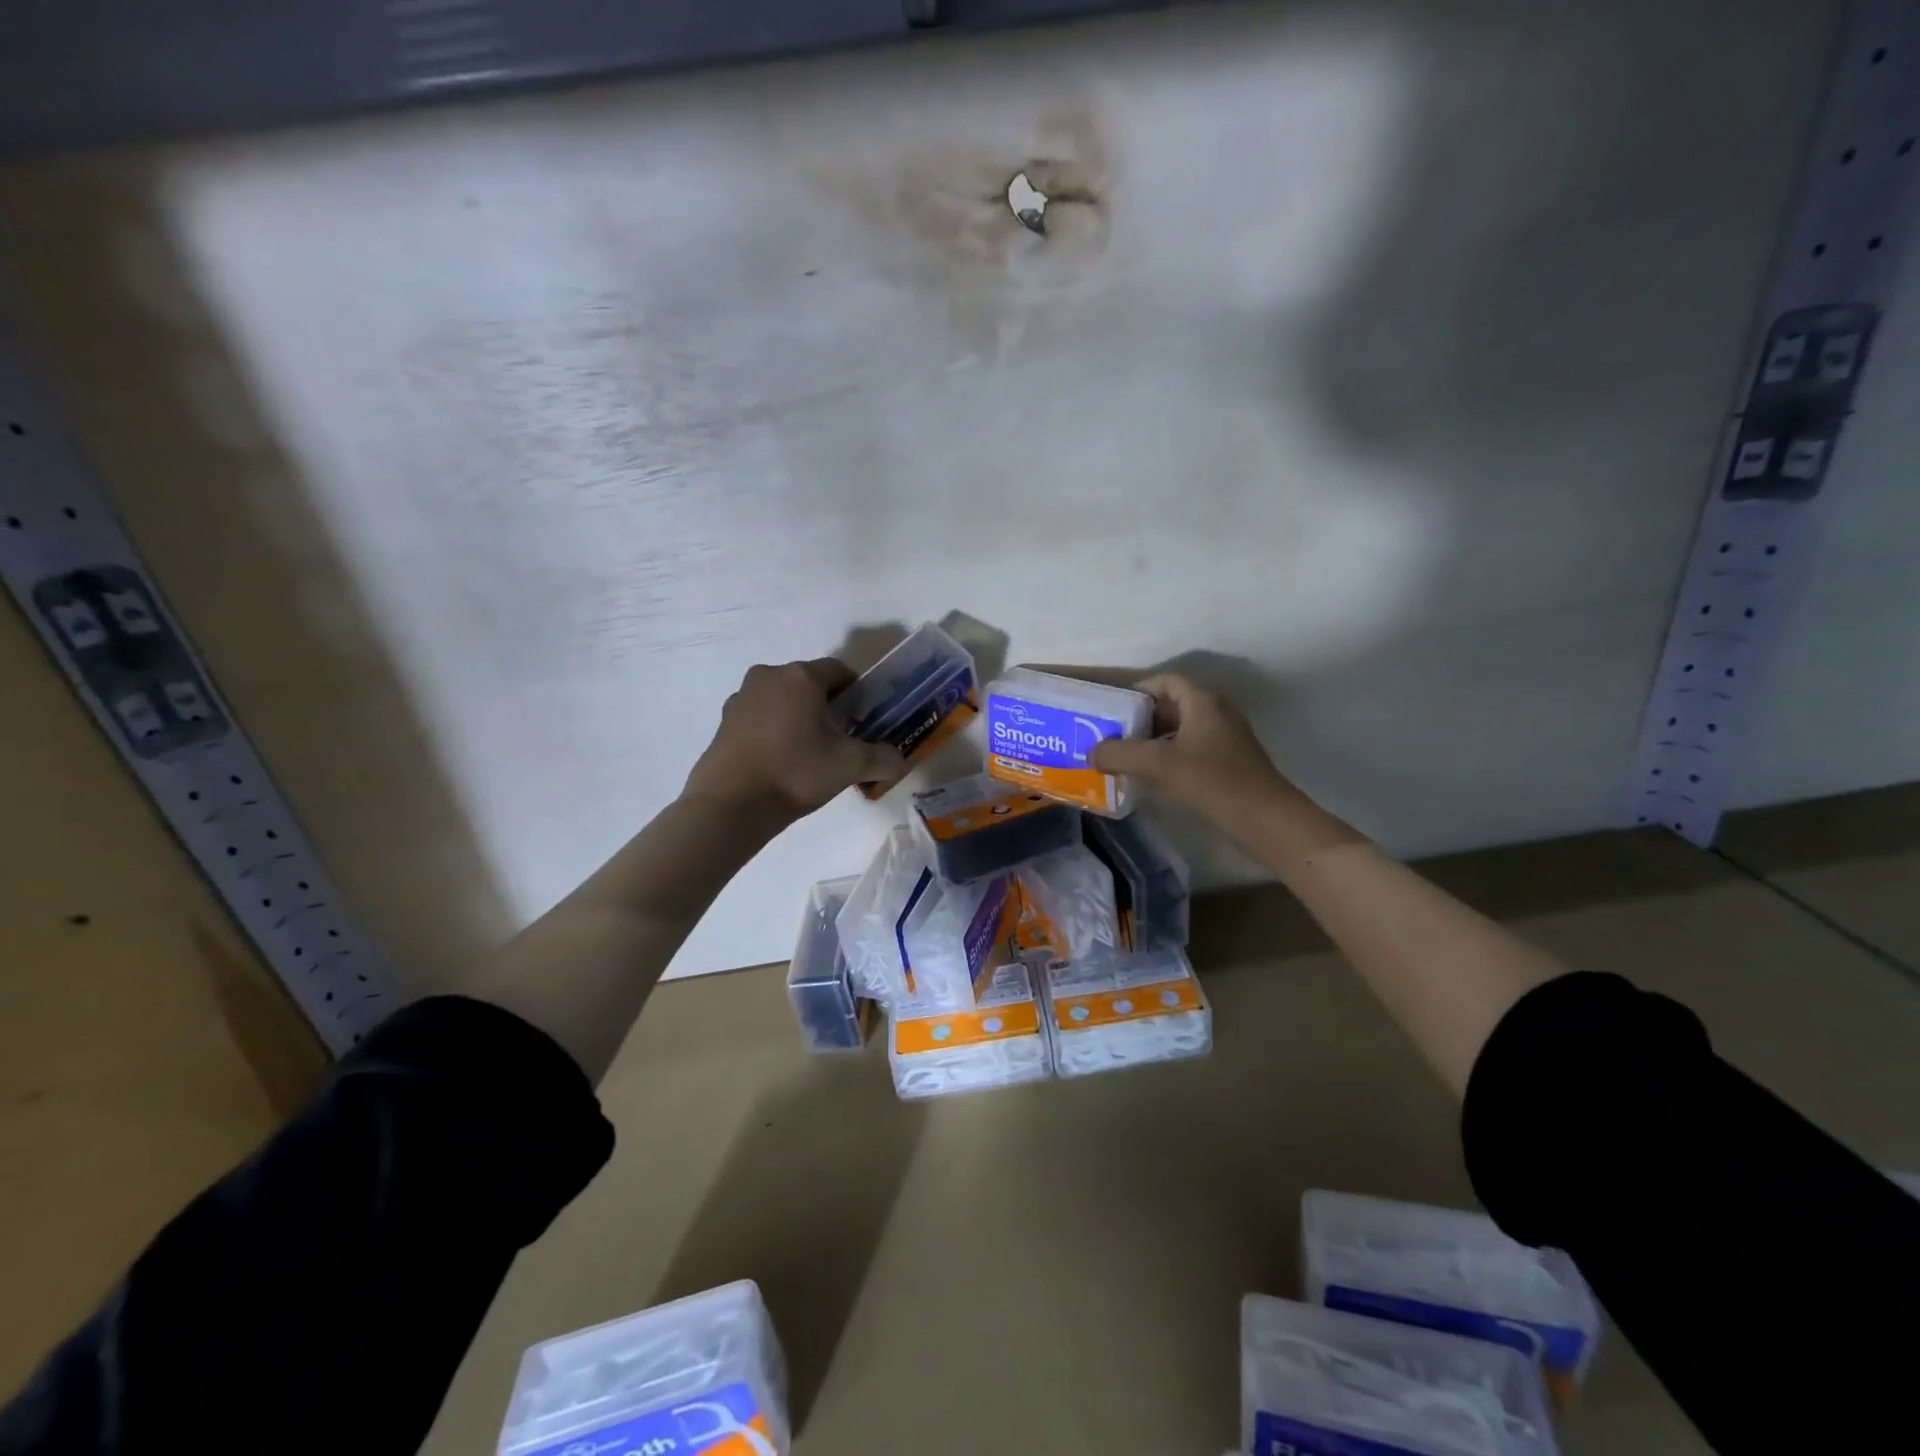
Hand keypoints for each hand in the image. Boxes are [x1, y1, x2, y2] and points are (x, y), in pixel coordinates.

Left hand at [683, 659, 905, 819]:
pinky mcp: (724, 721)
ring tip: (809, 752)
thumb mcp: (851, 766)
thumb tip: (900, 760)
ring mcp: (741, 697)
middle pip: (809, 683)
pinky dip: (774, 729)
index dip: (858, 693)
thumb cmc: (796, 773)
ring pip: (783, 699)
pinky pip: (760, 716)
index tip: (865, 719)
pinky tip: (780, 760)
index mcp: (802, 677)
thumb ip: (884, 758)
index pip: (840, 671)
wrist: (731, 805)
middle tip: (841, 738)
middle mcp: (769, 676)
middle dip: (828, 705)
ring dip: (799, 716)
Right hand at [1090, 673, 1297, 825]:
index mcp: (1203, 702)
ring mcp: (1226, 740)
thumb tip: (1090, 753)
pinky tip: (1152, 779)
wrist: (1265, 820)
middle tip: (1111, 736)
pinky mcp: (1229, 764)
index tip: (1112, 710)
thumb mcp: (1158, 764)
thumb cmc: (1212, 781)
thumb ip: (1120, 754)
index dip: (1136, 691)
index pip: (1165, 681)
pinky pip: (1191, 751)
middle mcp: (1216, 713)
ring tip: (1125, 759)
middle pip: (1171, 705)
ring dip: (1153, 741)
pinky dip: (1169, 758)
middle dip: (1140, 719)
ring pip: (1181, 731)